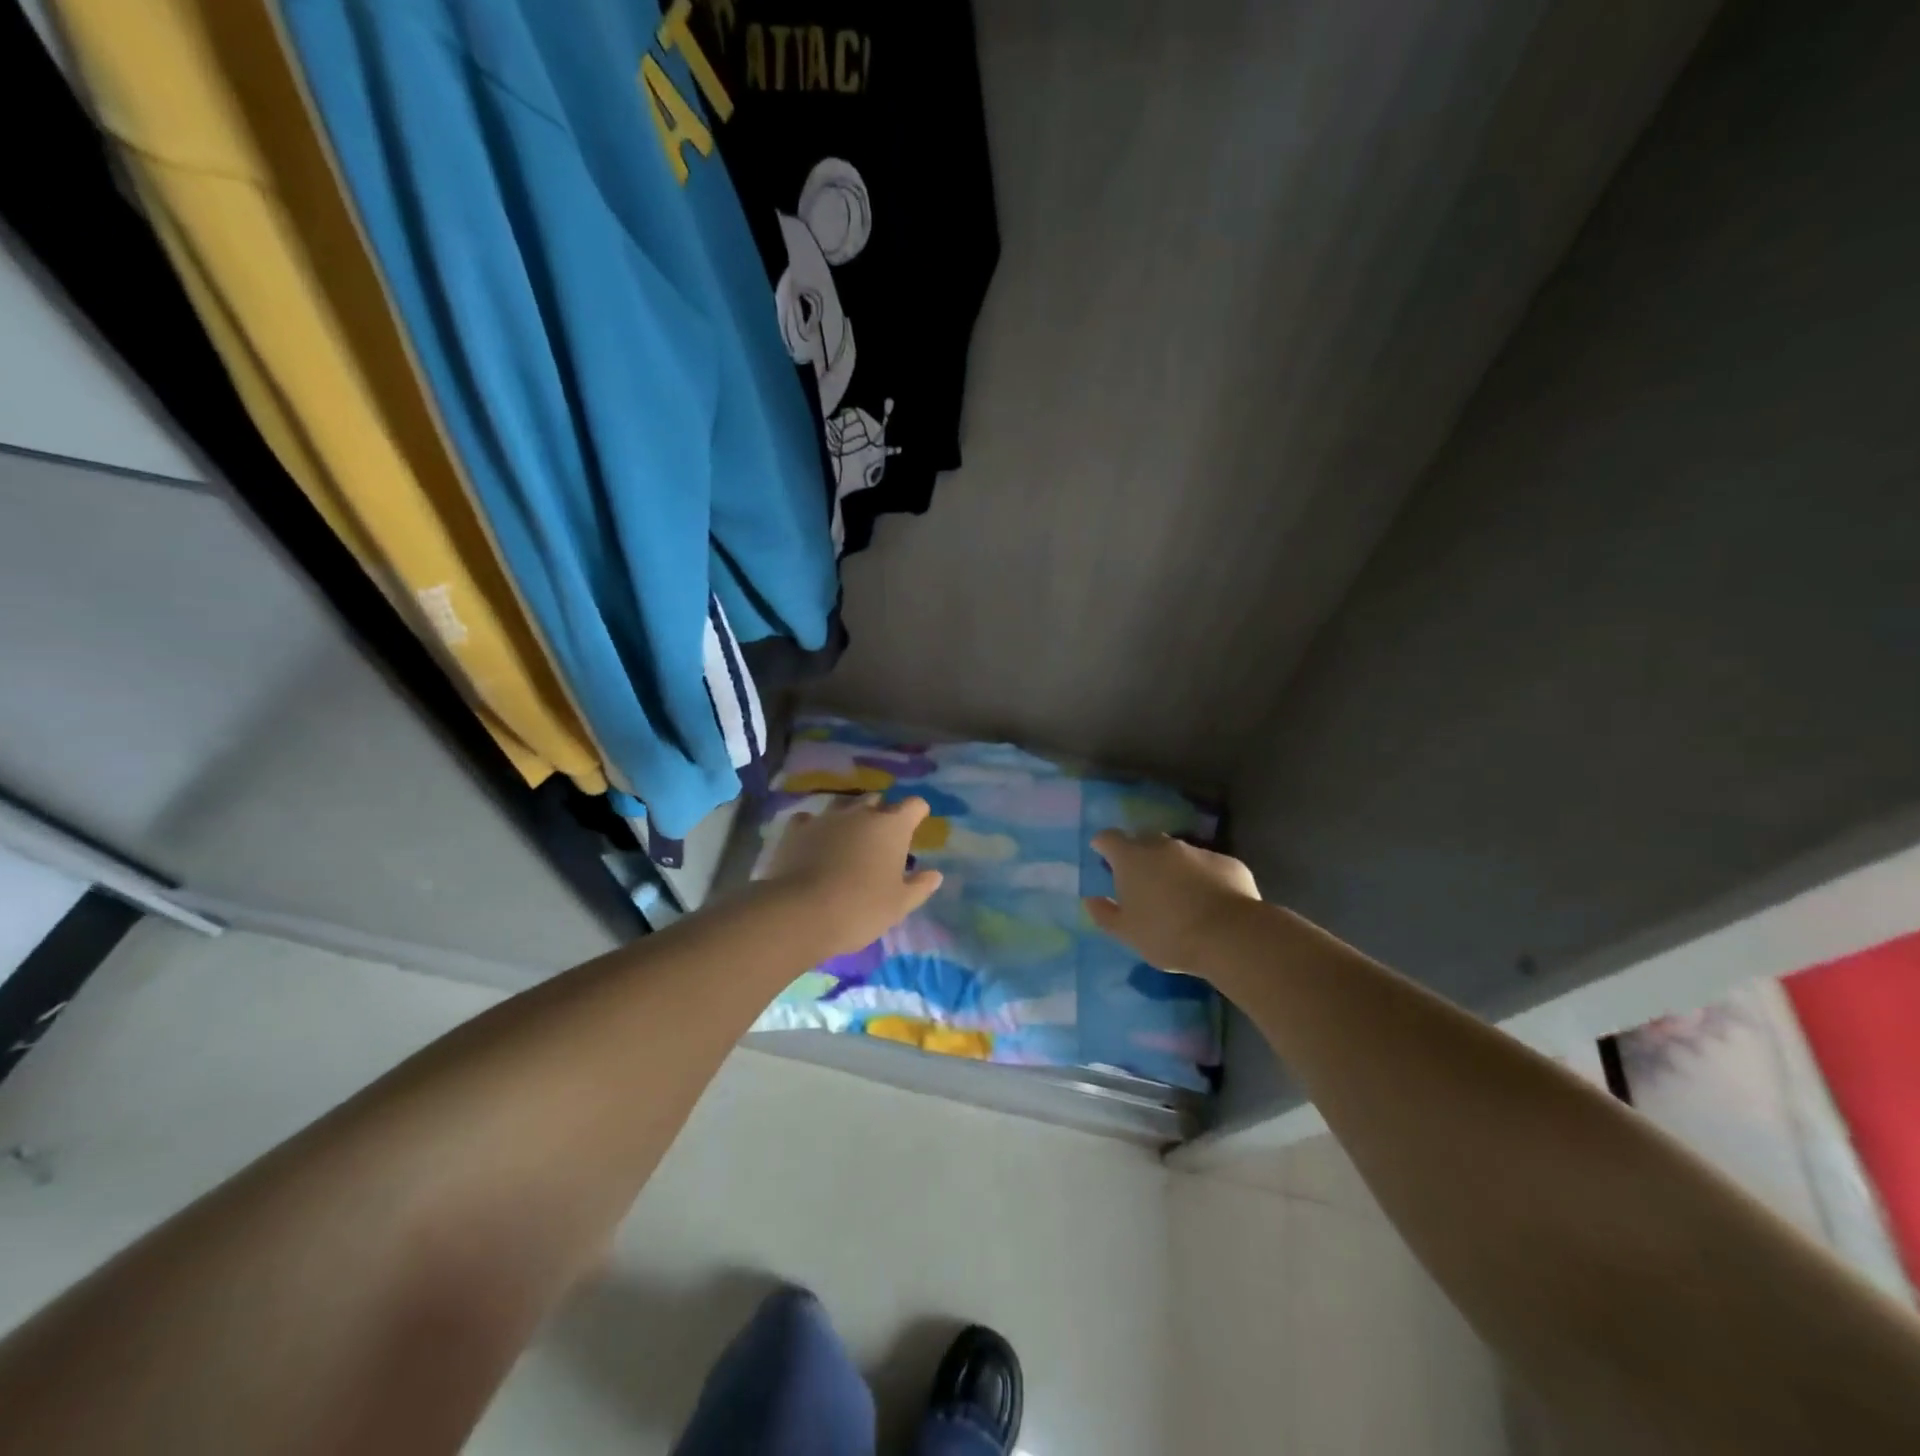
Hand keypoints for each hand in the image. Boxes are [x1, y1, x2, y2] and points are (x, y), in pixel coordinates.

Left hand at [762, 795, 944, 957]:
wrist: (801, 912)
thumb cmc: (861, 908)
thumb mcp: (899, 905)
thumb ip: (920, 886)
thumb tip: (935, 875)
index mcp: (892, 826)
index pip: (914, 805)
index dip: (917, 813)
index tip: (917, 825)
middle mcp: (861, 812)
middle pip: (877, 800)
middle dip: (882, 813)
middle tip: (881, 838)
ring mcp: (826, 817)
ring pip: (843, 804)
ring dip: (849, 816)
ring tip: (848, 837)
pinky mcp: (797, 828)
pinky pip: (810, 819)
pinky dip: (815, 827)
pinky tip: (814, 842)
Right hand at [1085, 831, 1260, 974]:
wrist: (1230, 935)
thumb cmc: (1167, 934)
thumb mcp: (1127, 933)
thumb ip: (1105, 914)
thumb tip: (1090, 900)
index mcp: (1132, 858)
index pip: (1109, 838)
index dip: (1103, 844)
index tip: (1101, 854)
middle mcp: (1163, 845)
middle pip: (1143, 841)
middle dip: (1138, 855)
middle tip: (1139, 880)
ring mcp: (1197, 851)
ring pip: (1177, 853)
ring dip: (1172, 867)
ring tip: (1176, 894)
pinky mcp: (1227, 862)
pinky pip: (1207, 866)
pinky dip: (1202, 877)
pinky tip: (1209, 901)